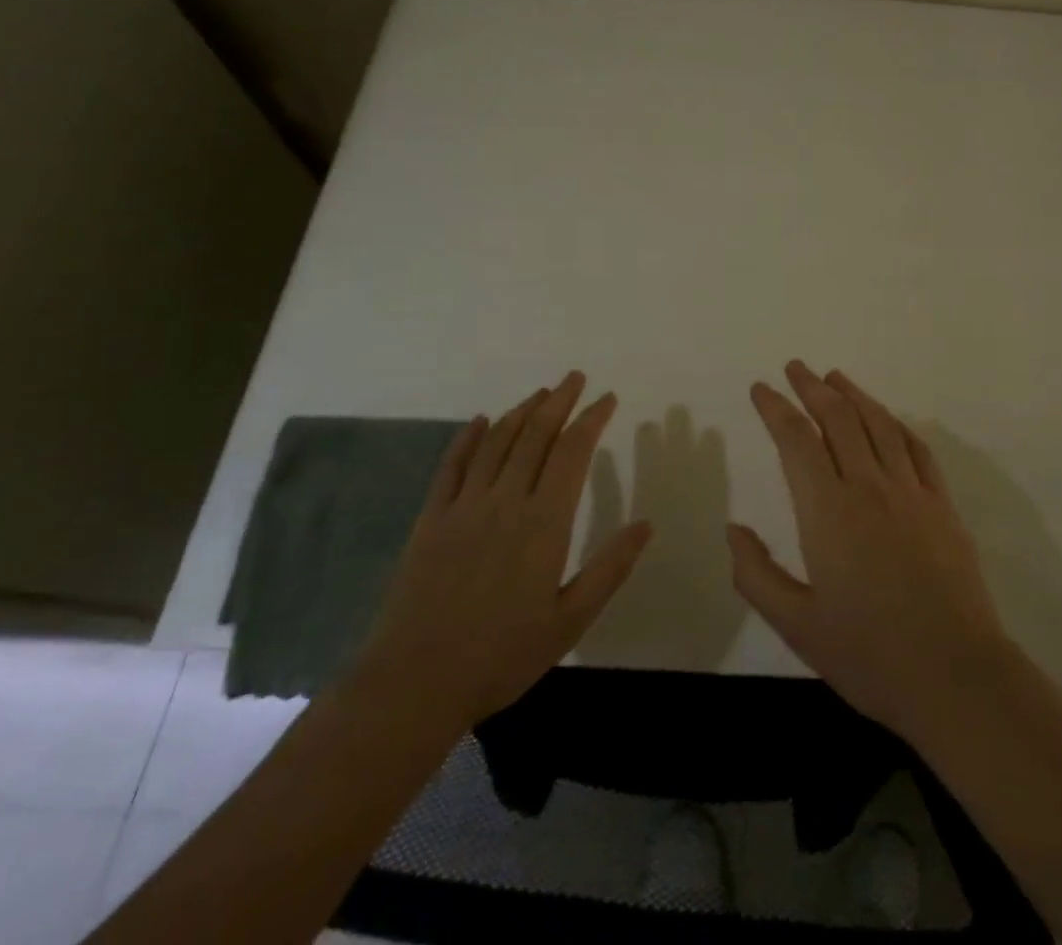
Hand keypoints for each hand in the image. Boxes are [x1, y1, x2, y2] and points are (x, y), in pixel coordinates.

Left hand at [352, 372, 652, 733]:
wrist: (415, 683)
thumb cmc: (502, 656)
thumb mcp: (570, 620)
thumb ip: (609, 568)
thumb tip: (647, 524)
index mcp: (544, 522)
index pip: (573, 452)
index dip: (592, 419)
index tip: (607, 398)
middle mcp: (505, 500)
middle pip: (536, 435)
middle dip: (559, 401)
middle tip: (575, 378)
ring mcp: (464, 506)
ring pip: (497, 442)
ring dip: (521, 412)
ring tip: (540, 394)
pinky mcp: (431, 519)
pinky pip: (452, 466)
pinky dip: (468, 438)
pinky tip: (479, 421)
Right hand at [729, 361, 1017, 741]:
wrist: (956, 676)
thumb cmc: (869, 654)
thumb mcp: (797, 625)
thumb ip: (757, 574)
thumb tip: (734, 529)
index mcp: (828, 511)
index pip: (796, 440)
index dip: (775, 408)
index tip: (761, 388)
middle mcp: (869, 487)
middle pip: (838, 418)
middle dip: (812, 387)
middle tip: (795, 368)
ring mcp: (911, 492)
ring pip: (879, 424)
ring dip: (854, 394)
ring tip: (835, 377)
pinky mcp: (942, 506)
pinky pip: (916, 448)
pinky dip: (896, 424)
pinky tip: (888, 419)